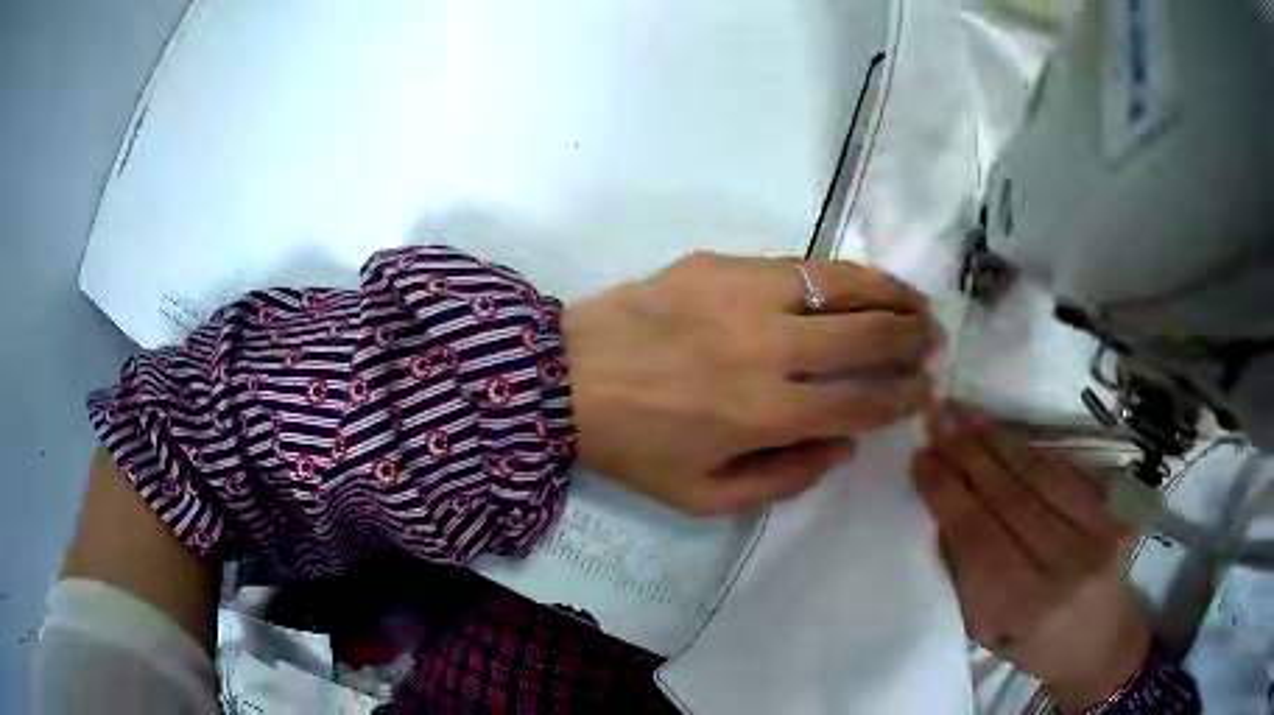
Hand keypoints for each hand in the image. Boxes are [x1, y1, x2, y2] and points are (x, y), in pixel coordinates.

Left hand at [564, 251, 941, 515]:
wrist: (562, 377)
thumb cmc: (633, 447)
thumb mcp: (704, 497)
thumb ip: (783, 479)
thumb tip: (843, 446)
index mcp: (764, 414)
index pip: (862, 401)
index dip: (904, 396)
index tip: (927, 390)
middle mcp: (766, 349)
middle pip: (866, 337)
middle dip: (913, 340)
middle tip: (935, 342)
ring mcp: (743, 295)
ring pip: (842, 285)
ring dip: (891, 294)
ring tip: (918, 302)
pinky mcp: (719, 263)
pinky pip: (798, 264)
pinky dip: (842, 274)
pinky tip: (860, 281)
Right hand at [912, 403, 1151, 712]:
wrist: (1102, 643)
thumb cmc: (1034, 648)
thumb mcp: (987, 632)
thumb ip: (966, 577)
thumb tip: (942, 514)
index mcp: (1024, 607)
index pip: (978, 538)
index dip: (948, 494)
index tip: (921, 457)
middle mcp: (1066, 566)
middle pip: (1010, 498)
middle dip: (968, 454)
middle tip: (937, 418)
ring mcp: (1098, 534)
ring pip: (1040, 475)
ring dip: (998, 440)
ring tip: (966, 413)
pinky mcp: (1116, 513)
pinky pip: (1068, 471)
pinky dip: (1033, 449)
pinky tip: (1007, 433)